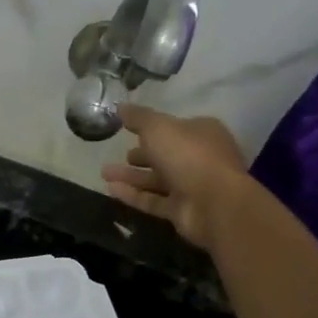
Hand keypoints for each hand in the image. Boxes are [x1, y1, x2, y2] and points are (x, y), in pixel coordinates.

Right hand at [100, 105, 251, 251]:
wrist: (214, 203)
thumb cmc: (188, 155)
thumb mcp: (158, 127)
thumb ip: (138, 117)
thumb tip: (121, 106)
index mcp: (202, 133)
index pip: (175, 128)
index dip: (153, 128)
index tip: (129, 130)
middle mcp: (200, 158)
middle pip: (166, 155)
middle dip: (141, 155)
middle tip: (119, 154)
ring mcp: (192, 186)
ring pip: (157, 179)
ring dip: (131, 176)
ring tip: (103, 173)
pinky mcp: (182, 210)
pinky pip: (153, 200)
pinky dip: (133, 195)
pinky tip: (110, 190)